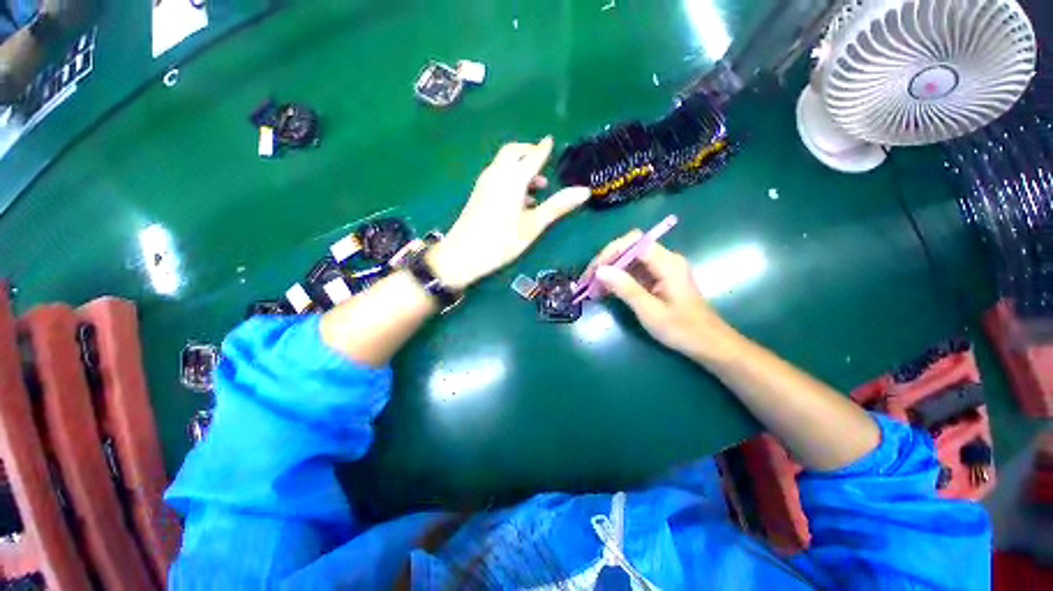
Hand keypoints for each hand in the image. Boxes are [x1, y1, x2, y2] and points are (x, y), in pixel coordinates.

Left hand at [427, 137, 590, 288]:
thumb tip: (584, 191)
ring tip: (537, 189)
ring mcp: (484, 183)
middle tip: (544, 165)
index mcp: (512, 179)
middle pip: (513, 152)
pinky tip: (520, 201)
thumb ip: (557, 206)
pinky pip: (497, 176)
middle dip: (529, 153)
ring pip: (504, 164)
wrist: (462, 255)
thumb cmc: (502, 241)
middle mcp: (497, 174)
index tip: (551, 141)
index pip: (532, 156)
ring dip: (520, 168)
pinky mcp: (478, 194)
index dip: (543, 149)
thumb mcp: (533, 225)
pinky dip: (511, 178)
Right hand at [590, 231, 741, 361]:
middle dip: (606, 261)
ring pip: (629, 260)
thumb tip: (599, 270)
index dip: (610, 252)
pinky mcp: (658, 278)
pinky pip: (633, 271)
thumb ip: (625, 288)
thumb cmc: (682, 330)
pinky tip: (605, 291)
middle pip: (629, 248)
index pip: (633, 242)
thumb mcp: (650, 311)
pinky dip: (617, 279)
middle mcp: (665, 259)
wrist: (708, 343)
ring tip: (592, 288)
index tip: (594, 271)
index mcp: (667, 263)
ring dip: (609, 271)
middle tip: (588, 280)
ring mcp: (662, 268)